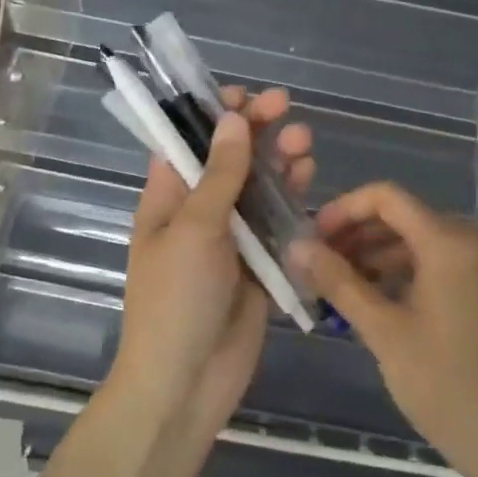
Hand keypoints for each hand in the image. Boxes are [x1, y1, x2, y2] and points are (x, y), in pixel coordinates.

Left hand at [111, 87, 312, 435]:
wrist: (186, 382)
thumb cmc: (176, 298)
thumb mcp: (195, 229)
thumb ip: (220, 175)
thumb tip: (231, 119)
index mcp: (168, 199)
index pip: (189, 143)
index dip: (214, 115)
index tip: (244, 94)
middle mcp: (199, 213)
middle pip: (230, 161)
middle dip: (254, 132)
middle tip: (285, 106)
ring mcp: (231, 241)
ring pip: (258, 190)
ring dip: (278, 163)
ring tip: (303, 141)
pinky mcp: (259, 266)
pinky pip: (277, 225)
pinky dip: (292, 201)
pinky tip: (309, 180)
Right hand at [289, 182, 477, 476]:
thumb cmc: (445, 387)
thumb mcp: (383, 332)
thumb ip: (338, 282)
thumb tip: (296, 247)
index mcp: (452, 242)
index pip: (387, 198)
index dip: (344, 210)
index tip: (313, 238)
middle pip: (407, 217)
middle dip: (359, 236)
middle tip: (321, 266)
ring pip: (427, 241)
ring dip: (383, 255)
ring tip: (345, 286)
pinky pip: (450, 262)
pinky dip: (413, 270)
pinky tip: (385, 299)